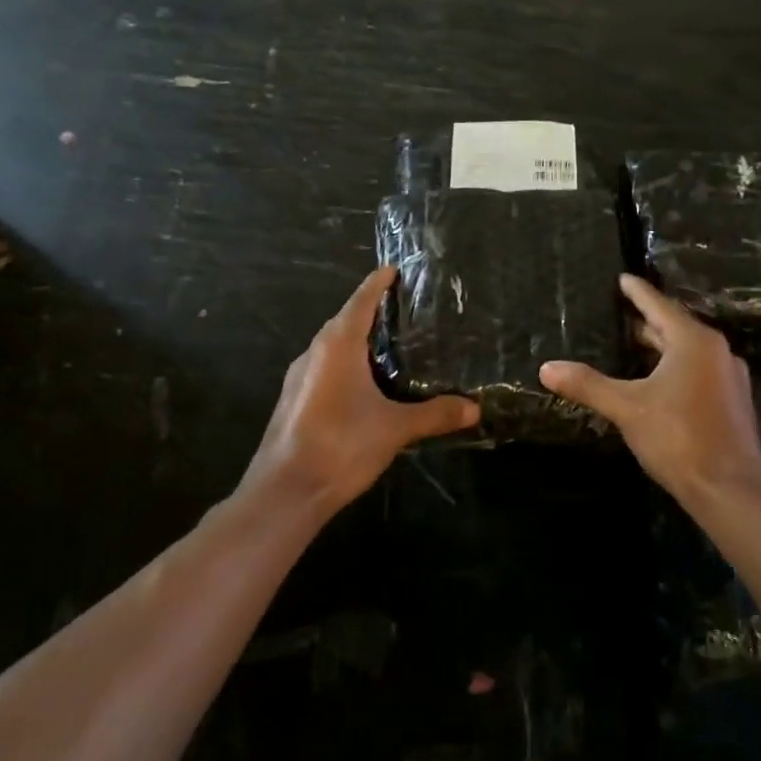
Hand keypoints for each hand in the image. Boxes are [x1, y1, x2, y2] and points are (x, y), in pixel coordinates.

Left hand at [247, 266, 479, 512]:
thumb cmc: (341, 444)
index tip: (393, 270)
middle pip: (343, 321)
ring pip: (331, 347)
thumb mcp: (395, 428)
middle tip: (402, 311)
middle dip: (369, 312)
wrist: (285, 490)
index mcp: (338, 345)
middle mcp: (314, 352)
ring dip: (355, 341)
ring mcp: (299, 377)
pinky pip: (323, 369)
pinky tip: (362, 387)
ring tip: (387, 347)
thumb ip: (434, 415)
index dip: (378, 284)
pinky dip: (344, 366)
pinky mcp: (293, 401)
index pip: (361, 300)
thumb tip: (474, 409)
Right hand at [540, 274, 760, 505]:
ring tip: (634, 345)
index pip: (659, 306)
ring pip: (688, 352)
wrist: (730, 489)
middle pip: (676, 327)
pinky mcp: (732, 402)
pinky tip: (657, 382)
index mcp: (693, 342)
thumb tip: (546, 368)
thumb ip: (587, 385)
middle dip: (648, 321)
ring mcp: (729, 378)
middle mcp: (716, 352)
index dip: (637, 292)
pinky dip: (675, 368)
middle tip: (621, 313)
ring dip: (662, 346)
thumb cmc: (678, 437)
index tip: (622, 278)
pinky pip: (698, 372)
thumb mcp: (626, 407)